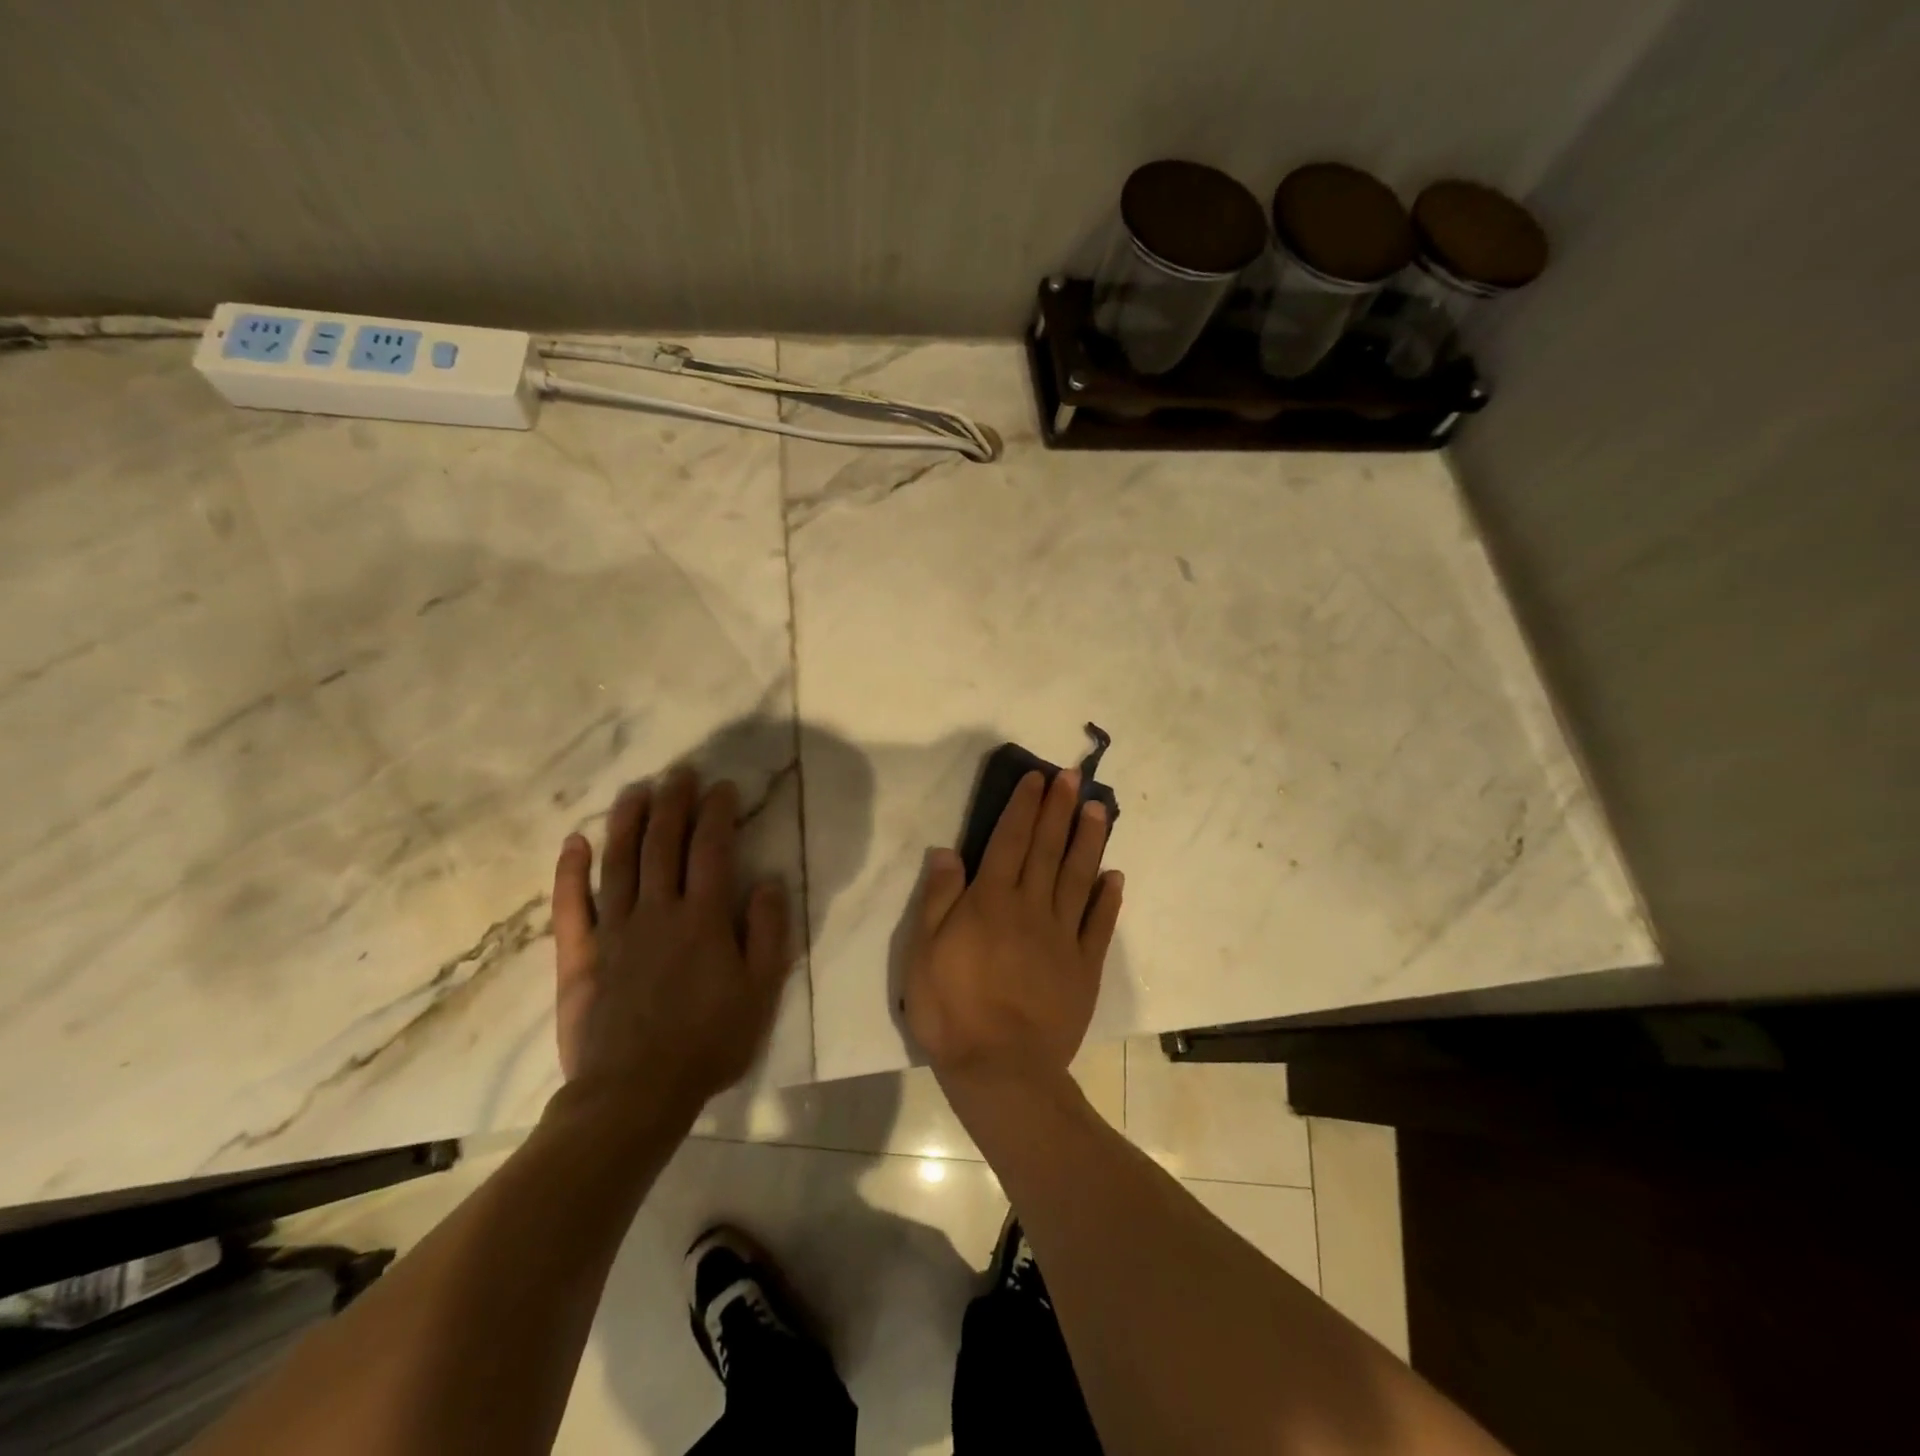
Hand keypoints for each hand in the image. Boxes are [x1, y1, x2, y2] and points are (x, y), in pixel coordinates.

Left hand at [550, 769, 791, 1124]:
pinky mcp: (581, 955)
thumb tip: (769, 881)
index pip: (712, 849)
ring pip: (620, 862)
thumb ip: (768, 932)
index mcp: (704, 919)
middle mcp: (658, 911)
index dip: (718, 813)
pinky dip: (571, 871)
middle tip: (680, 772)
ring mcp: (615, 930)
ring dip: (628, 820)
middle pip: (664, 843)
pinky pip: (571, 905)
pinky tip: (576, 841)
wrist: (634, 1095)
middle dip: (674, 802)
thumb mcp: (761, 991)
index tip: (723, 787)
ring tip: (636, 789)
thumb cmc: (709, 1043)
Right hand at [904, 769, 1123, 1087]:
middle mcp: (1031, 908)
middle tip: (1073, 776)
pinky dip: (1108, 898)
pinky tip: (1113, 876)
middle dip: (1059, 809)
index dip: (1023, 807)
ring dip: (1088, 841)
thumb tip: (948, 851)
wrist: (1002, 1069)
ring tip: (1098, 809)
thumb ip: (938, 899)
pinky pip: (1099, 925)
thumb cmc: (952, 1010)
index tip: (1037, 779)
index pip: (1010, 841)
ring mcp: (1063, 937)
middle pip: (1047, 849)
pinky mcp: (1084, 968)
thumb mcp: (923, 953)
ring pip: (1078, 877)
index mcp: (991, 901)